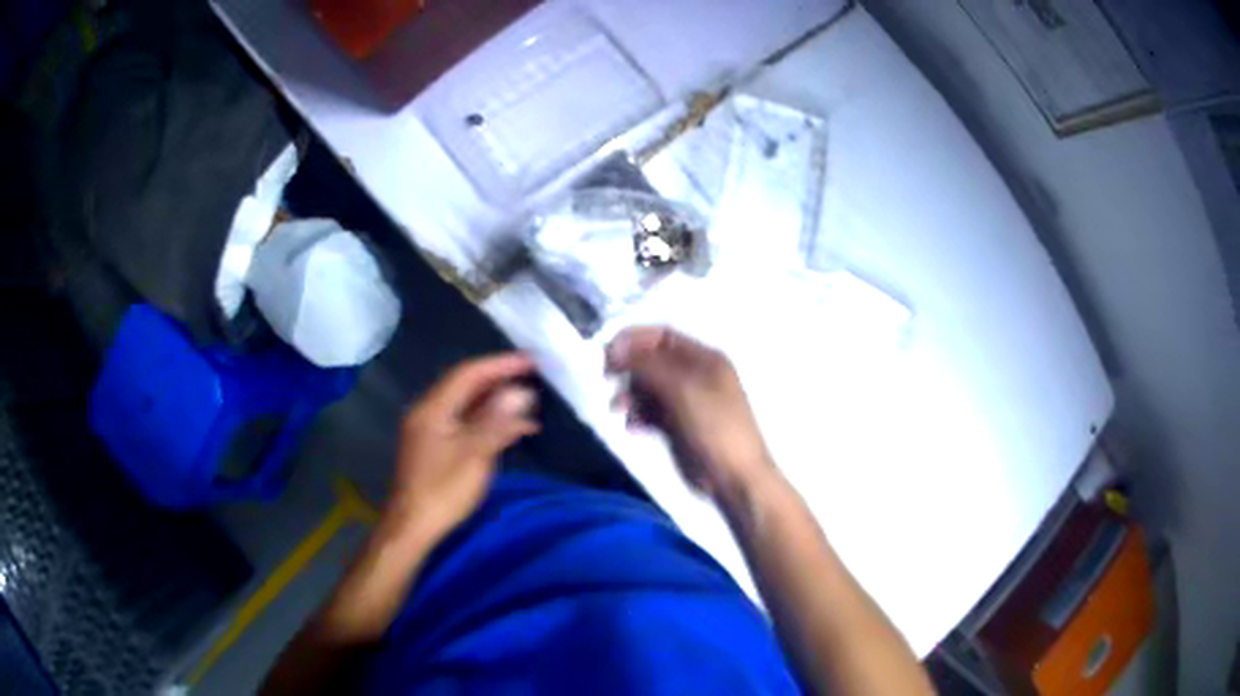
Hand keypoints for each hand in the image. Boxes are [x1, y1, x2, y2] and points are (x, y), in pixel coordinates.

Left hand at [386, 353, 538, 544]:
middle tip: (532, 376)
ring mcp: (430, 431)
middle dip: (499, 379)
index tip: (530, 361)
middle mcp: (428, 412)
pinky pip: (465, 423)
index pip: (468, 374)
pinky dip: (488, 422)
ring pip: (466, 406)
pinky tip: (511, 430)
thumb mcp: (474, 455)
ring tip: (529, 402)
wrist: (412, 527)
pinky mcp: (436, 448)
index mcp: (433, 409)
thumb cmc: (443, 491)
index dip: (500, 364)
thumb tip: (521, 392)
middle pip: (465, 386)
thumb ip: (497, 421)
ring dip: (496, 402)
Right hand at [606, 327, 774, 503]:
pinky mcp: (679, 427)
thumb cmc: (714, 426)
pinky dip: (638, 415)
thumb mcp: (682, 388)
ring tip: (618, 408)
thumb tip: (615, 349)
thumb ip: (648, 365)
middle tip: (607, 378)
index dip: (634, 339)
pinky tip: (632, 426)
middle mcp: (696, 375)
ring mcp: (687, 402)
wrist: (734, 477)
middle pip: (653, 361)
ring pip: (649, 388)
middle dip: (629, 368)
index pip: (663, 336)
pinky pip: (651, 412)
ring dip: (630, 394)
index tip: (608, 353)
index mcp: (705, 358)